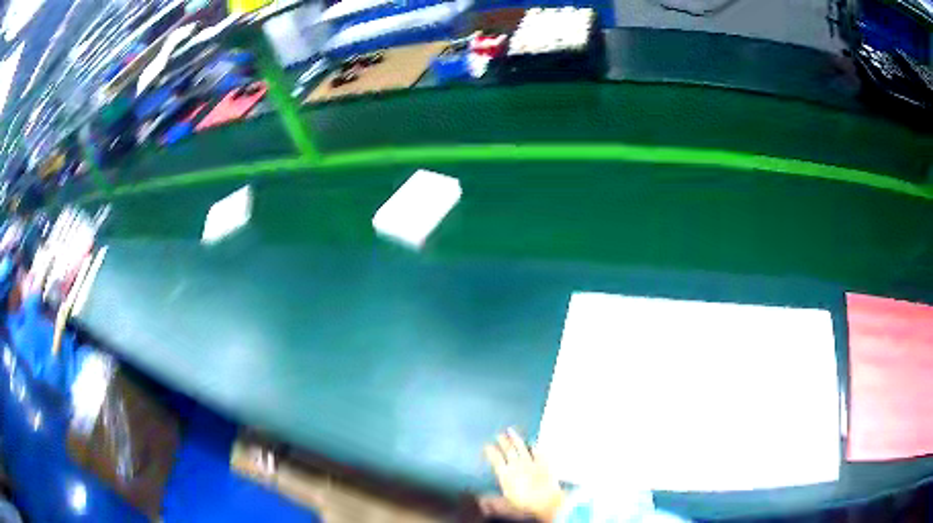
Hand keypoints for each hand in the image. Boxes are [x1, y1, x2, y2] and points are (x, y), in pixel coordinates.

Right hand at [484, 428, 565, 521]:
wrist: (547, 501)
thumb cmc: (525, 505)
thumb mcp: (505, 505)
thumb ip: (493, 502)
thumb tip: (480, 500)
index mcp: (505, 474)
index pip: (496, 459)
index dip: (491, 452)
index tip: (487, 445)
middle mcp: (517, 465)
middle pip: (508, 450)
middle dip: (503, 441)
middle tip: (498, 434)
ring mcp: (531, 462)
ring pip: (521, 447)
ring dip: (516, 439)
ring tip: (511, 431)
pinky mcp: (544, 462)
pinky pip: (538, 451)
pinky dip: (534, 445)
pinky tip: (533, 442)